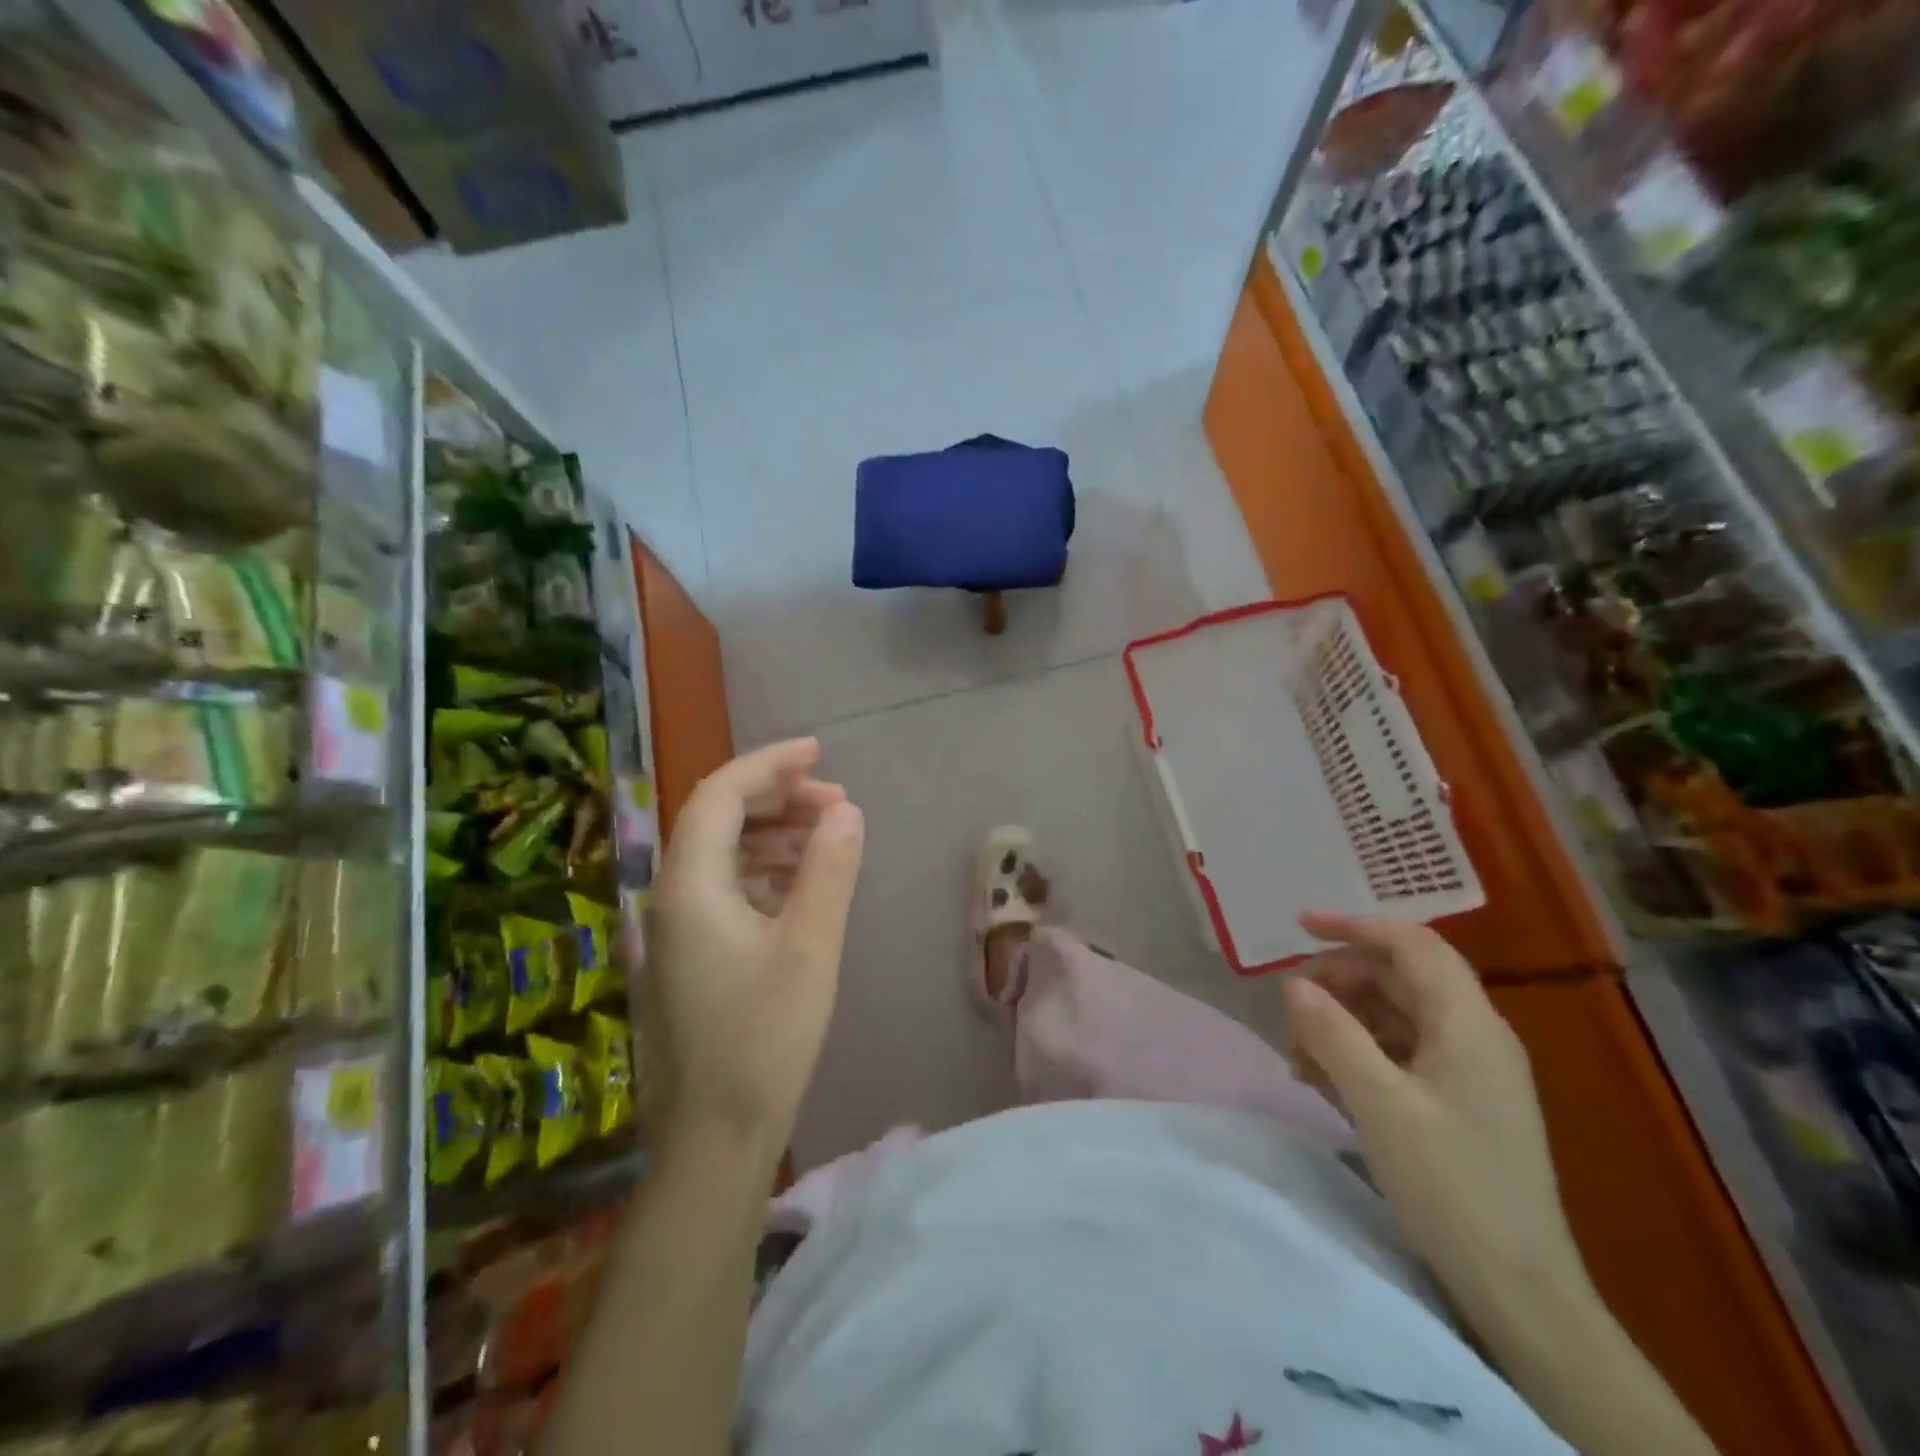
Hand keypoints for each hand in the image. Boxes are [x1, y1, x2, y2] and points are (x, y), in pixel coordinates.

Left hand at [645, 739, 864, 1157]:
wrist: (713, 1142)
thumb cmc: (764, 1039)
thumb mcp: (810, 946)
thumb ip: (828, 868)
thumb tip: (845, 809)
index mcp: (688, 886)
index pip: (720, 795)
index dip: (769, 764)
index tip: (819, 752)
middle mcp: (668, 899)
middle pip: (718, 820)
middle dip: (777, 799)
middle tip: (836, 802)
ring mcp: (672, 932)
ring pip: (721, 855)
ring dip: (773, 835)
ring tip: (828, 837)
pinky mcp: (686, 959)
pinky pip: (723, 890)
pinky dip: (763, 873)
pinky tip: (800, 885)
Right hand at [1280, 912, 1593, 1332]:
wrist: (1520, 1292)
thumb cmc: (1451, 1187)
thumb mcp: (1379, 1105)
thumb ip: (1332, 1034)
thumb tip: (1293, 984)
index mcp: (1468, 1024)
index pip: (1412, 944)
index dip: (1355, 926)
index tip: (1300, 928)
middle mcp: (1474, 1036)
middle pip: (1399, 978)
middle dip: (1339, 982)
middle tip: (1290, 1007)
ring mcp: (1468, 1072)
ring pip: (1395, 1017)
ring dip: (1342, 1022)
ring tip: (1297, 1054)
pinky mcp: (1458, 1103)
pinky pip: (1400, 1055)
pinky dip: (1358, 1054)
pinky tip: (1321, 1080)